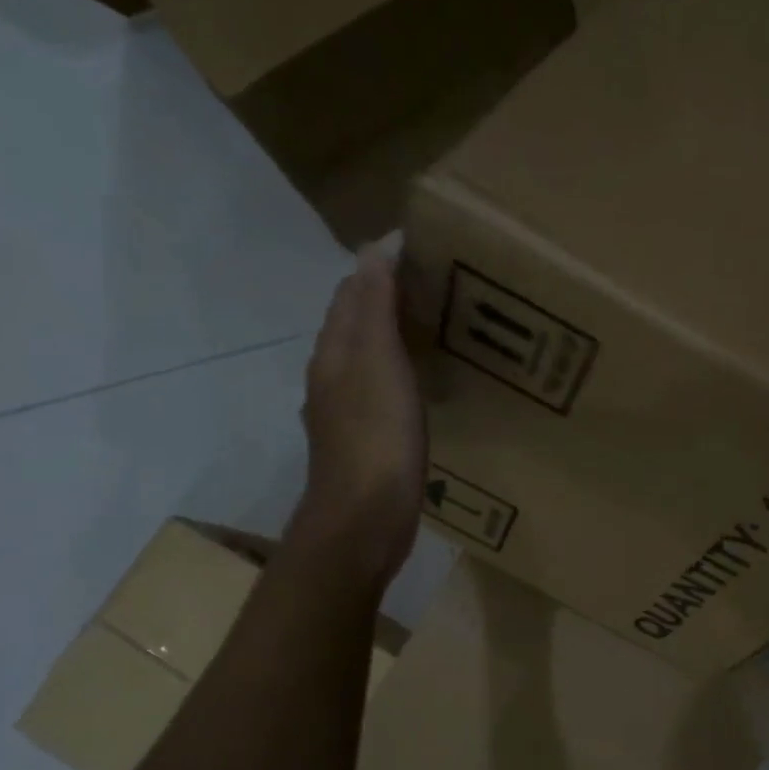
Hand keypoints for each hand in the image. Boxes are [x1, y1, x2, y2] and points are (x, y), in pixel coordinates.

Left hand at [290, 241, 427, 585]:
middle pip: (355, 325)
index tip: (422, 250)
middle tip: (437, 286)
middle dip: (386, 299)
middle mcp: (332, 377)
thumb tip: (374, 249)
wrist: (364, 521)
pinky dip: (398, 374)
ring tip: (434, 328)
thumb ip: (375, 307)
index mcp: (334, 353)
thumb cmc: (376, 438)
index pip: (351, 294)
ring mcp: (344, 414)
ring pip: (366, 360)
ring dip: (392, 338)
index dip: (379, 267)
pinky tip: (420, 385)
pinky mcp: (364, 443)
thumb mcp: (378, 363)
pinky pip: (379, 392)